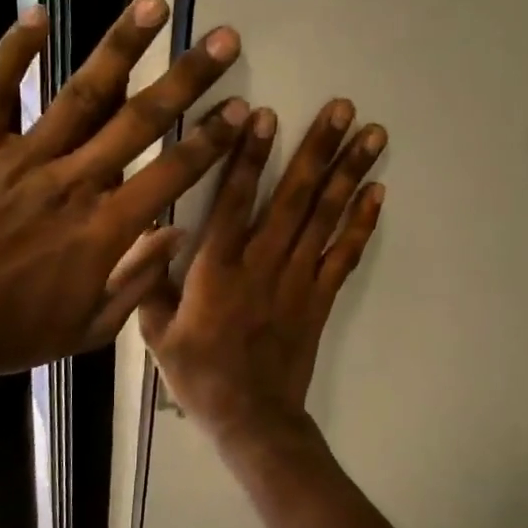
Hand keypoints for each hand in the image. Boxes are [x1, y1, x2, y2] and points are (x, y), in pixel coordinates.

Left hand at [0, 0, 246, 393]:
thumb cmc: (16, 334)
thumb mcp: (92, 328)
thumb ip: (140, 280)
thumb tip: (180, 232)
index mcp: (105, 229)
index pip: (173, 172)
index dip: (212, 139)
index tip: (241, 107)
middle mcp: (71, 183)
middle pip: (139, 120)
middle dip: (188, 77)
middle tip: (223, 38)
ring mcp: (20, 161)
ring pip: (80, 95)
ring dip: (121, 47)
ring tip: (154, 6)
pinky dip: (15, 53)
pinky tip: (40, 14)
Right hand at [140, 99, 385, 444]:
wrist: (252, 419)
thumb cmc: (200, 376)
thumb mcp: (155, 334)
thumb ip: (149, 282)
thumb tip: (151, 233)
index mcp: (216, 269)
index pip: (236, 200)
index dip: (250, 155)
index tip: (266, 114)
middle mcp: (262, 264)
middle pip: (294, 197)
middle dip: (319, 148)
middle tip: (343, 108)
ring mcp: (298, 280)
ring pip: (326, 217)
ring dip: (350, 172)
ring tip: (371, 134)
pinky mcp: (321, 298)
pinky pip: (345, 255)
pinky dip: (362, 222)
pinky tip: (377, 191)